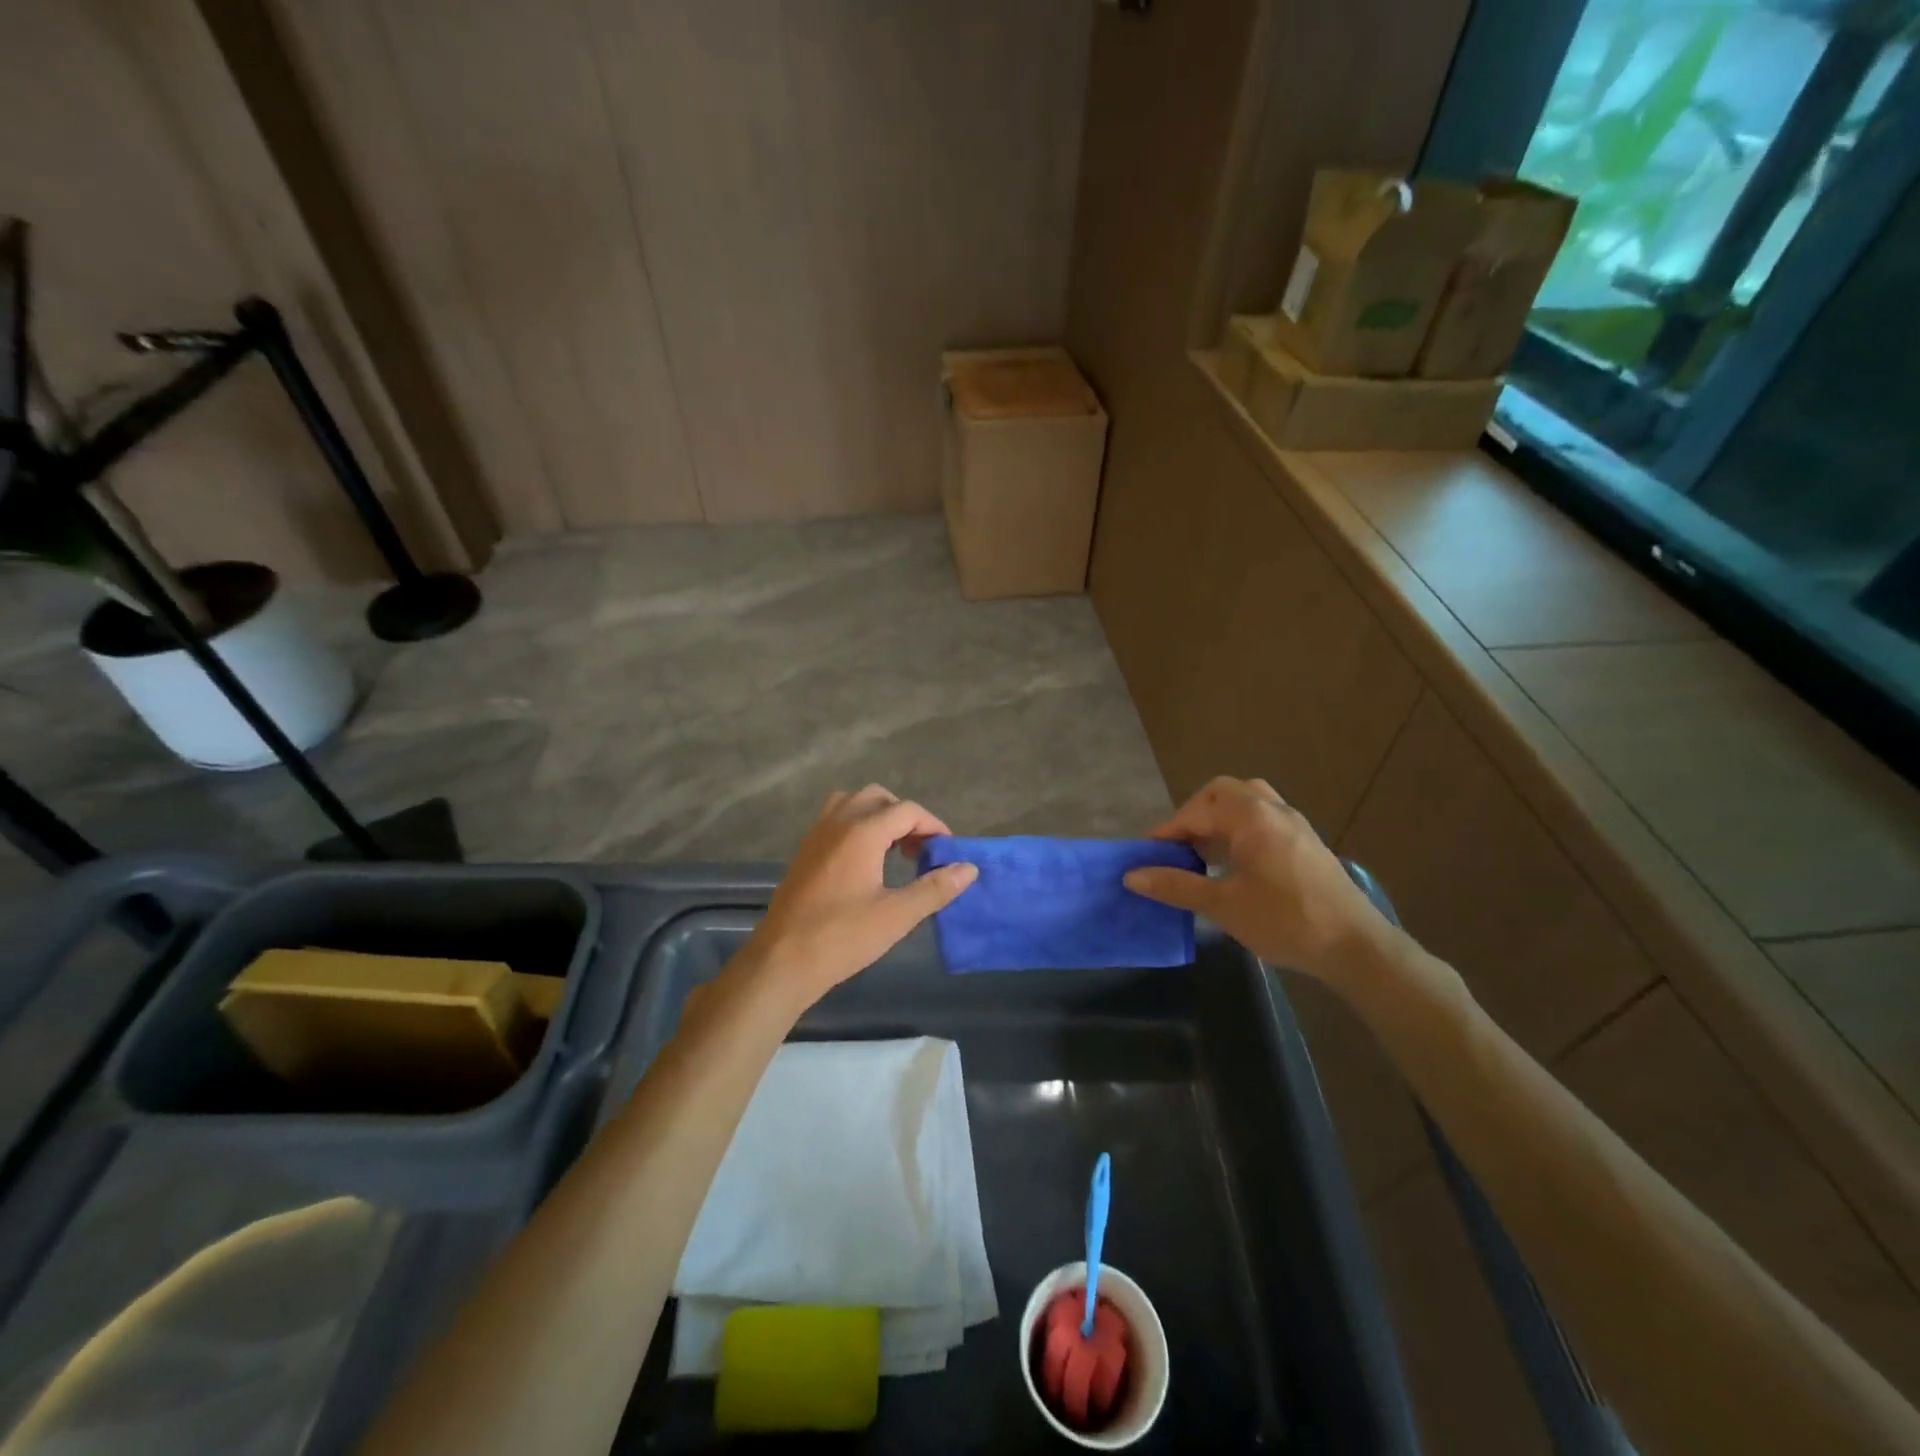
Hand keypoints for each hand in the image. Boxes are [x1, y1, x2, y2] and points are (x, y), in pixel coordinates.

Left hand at [739, 786, 976, 1011]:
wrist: (781, 961)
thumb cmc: (842, 937)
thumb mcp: (896, 916)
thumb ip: (934, 888)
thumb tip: (968, 868)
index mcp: (861, 832)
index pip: (907, 810)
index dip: (933, 826)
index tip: (946, 852)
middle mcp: (837, 822)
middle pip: (879, 798)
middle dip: (905, 817)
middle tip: (920, 850)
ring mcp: (816, 835)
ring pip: (852, 803)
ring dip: (878, 817)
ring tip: (894, 850)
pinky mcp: (804, 852)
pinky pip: (835, 820)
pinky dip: (857, 826)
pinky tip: (866, 863)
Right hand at [1123, 777, 1395, 982]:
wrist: (1355, 947)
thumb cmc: (1284, 920)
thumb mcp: (1223, 905)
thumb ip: (1176, 886)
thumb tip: (1132, 876)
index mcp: (1251, 817)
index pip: (1197, 810)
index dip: (1168, 830)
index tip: (1148, 855)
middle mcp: (1273, 809)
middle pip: (1223, 793)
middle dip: (1195, 815)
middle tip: (1179, 847)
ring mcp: (1294, 824)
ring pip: (1247, 804)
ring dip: (1219, 821)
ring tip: (1203, 854)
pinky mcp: (1306, 843)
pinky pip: (1264, 820)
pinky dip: (1240, 831)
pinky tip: (1234, 866)